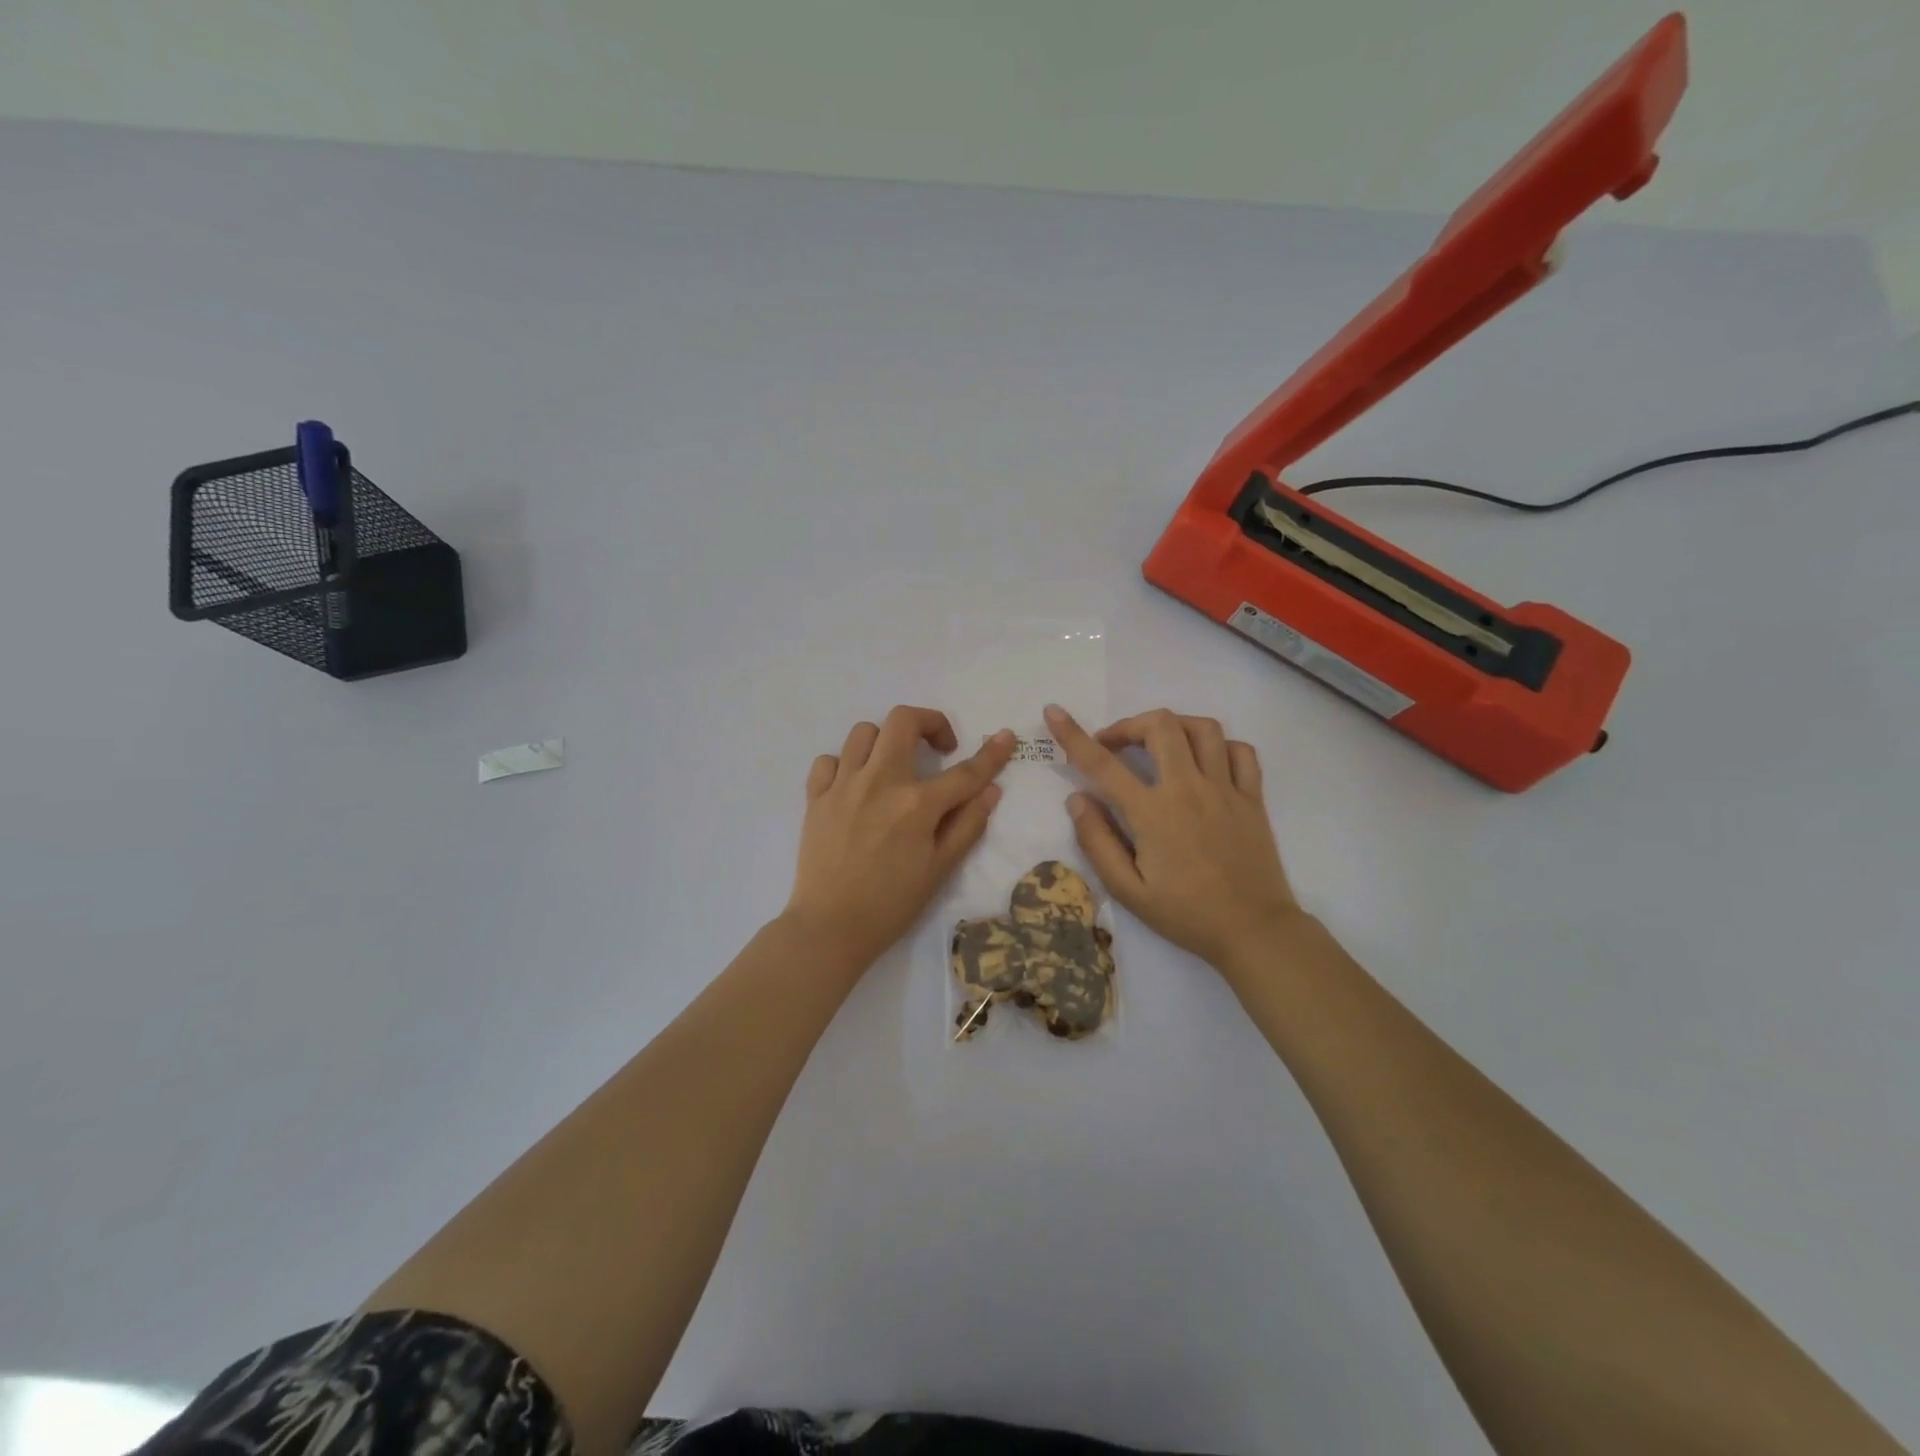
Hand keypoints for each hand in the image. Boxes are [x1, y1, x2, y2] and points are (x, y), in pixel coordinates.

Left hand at [785, 706, 1015, 968]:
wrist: (830, 928)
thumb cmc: (892, 904)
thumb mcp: (941, 869)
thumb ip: (968, 825)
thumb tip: (991, 789)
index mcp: (916, 804)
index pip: (964, 772)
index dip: (991, 754)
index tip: (1005, 738)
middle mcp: (879, 782)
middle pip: (903, 721)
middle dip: (929, 723)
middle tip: (938, 749)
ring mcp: (843, 786)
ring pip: (864, 732)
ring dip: (886, 741)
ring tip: (894, 767)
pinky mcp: (816, 797)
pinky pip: (829, 760)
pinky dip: (845, 765)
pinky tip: (855, 786)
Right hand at [1045, 704, 1304, 973]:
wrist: (1253, 931)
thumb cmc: (1185, 914)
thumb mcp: (1128, 890)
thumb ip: (1097, 841)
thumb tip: (1077, 799)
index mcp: (1152, 812)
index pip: (1103, 763)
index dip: (1073, 734)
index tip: (1055, 712)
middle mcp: (1189, 788)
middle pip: (1159, 725)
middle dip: (1129, 725)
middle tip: (1115, 747)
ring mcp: (1226, 789)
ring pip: (1203, 728)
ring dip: (1173, 726)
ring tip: (1159, 745)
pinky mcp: (1253, 797)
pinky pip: (1241, 751)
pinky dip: (1220, 746)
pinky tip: (1205, 762)